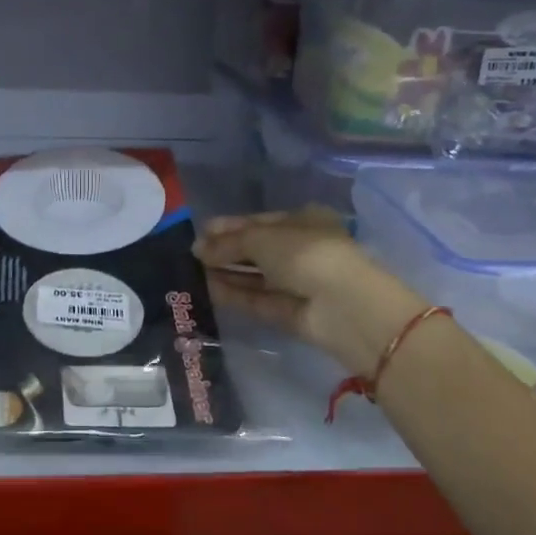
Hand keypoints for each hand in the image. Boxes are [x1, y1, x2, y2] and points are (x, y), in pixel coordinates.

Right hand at [194, 208, 421, 373]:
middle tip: (192, 254)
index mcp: (304, 221)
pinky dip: (234, 294)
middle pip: (256, 250)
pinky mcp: (290, 313)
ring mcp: (297, 283)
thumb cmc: (306, 254)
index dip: (230, 226)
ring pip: (256, 276)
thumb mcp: (261, 238)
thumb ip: (228, 243)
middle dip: (226, 251)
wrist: (343, 306)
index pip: (260, 221)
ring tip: (192, 271)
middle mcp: (302, 250)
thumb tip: (198, 248)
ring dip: (226, 273)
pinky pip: (258, 299)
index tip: (201, 231)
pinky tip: (207, 289)